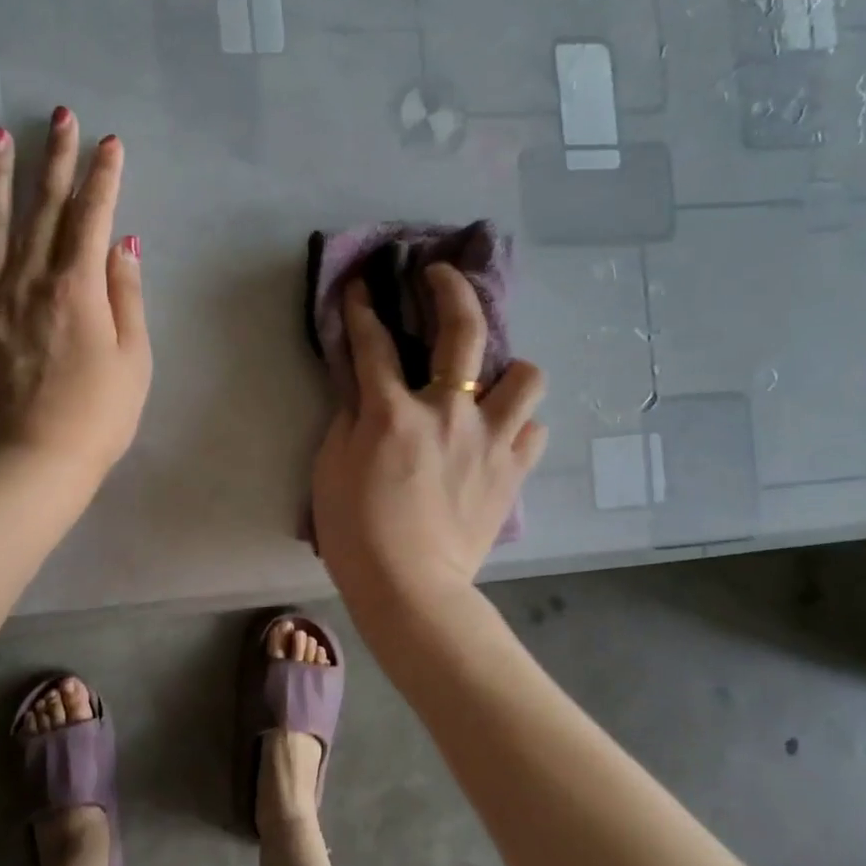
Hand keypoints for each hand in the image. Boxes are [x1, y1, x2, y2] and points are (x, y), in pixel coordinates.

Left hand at [0, 107, 150, 478]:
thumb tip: (124, 244)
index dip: (104, 178)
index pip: (93, 217)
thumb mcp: (134, 361)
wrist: (30, 465)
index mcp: (78, 287)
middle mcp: (29, 278)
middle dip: (55, 158)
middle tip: (59, 115)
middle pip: (44, 207)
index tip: (111, 143)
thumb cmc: (96, 418)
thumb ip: (126, 297)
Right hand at [311, 263, 546, 609]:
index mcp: (394, 413)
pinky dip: (519, 426)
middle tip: (440, 275)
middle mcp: (449, 412)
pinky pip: (533, 431)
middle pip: (463, 330)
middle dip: (451, 289)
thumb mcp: (331, 470)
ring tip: (491, 382)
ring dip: (510, 370)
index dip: (364, 308)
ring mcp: (489, 440)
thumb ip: (350, 422)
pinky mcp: (512, 472)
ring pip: (527, 376)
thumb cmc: (357, 533)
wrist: (410, 589)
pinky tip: (500, 436)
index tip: (364, 284)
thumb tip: (367, 395)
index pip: (374, 344)